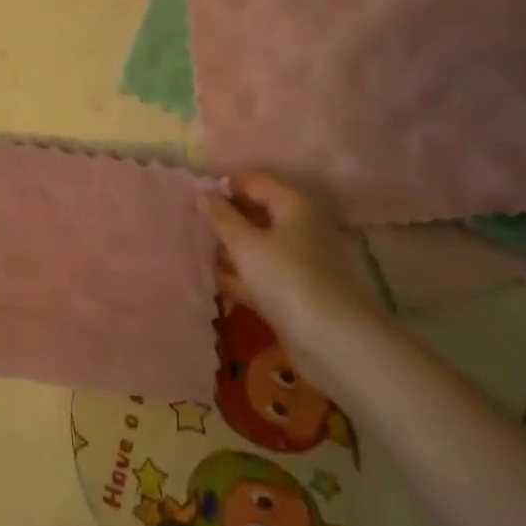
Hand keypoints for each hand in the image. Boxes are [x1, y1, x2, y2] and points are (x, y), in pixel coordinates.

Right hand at [202, 173, 384, 367]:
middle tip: (191, 222)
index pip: (254, 182)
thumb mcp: (245, 244)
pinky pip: (262, 274)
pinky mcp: (295, 292)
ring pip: (257, 246)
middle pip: (256, 214)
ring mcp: (299, 262)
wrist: (334, 343)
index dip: (223, 185)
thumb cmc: (287, 279)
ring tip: (195, 250)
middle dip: (225, 219)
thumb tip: (202, 193)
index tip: (192, 194)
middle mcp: (300, 228)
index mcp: (294, 206)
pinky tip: (215, 279)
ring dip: (230, 249)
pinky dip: (241, 276)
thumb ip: (221, 217)